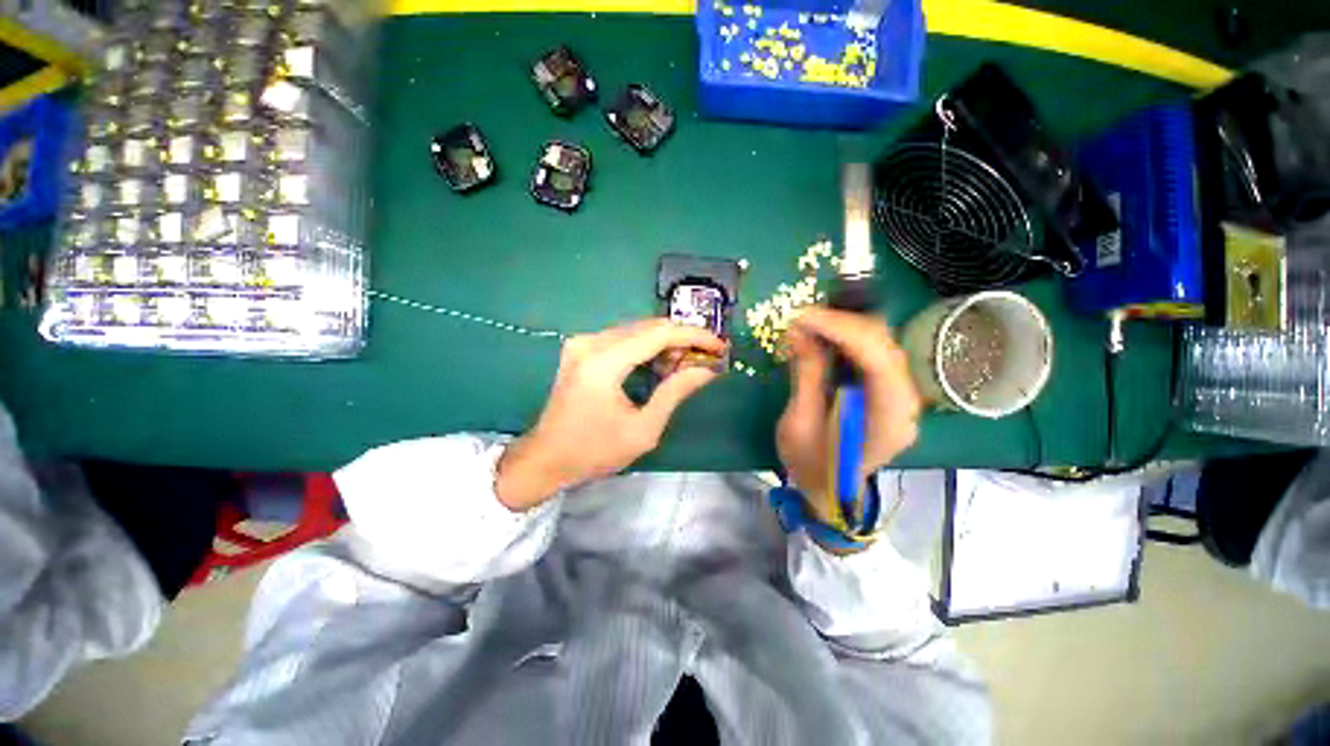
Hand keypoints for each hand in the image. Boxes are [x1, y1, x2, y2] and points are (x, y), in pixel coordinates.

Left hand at [495, 320, 725, 510]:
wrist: (546, 457)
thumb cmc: (594, 451)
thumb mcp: (643, 430)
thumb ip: (675, 393)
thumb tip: (706, 370)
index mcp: (603, 363)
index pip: (658, 334)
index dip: (693, 336)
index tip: (719, 345)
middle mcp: (590, 343)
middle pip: (648, 327)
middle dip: (682, 338)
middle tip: (706, 357)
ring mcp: (582, 342)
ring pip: (636, 329)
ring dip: (665, 342)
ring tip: (687, 363)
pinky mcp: (580, 347)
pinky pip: (622, 337)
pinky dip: (646, 346)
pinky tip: (661, 363)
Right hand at [776, 307, 921, 525]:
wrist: (828, 491)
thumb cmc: (812, 466)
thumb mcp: (800, 423)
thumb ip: (807, 375)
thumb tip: (799, 330)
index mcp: (888, 421)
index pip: (878, 362)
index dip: (843, 331)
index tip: (805, 316)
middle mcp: (906, 404)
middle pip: (885, 347)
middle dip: (842, 323)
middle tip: (802, 317)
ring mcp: (901, 396)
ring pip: (882, 345)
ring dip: (845, 327)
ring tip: (810, 323)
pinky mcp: (889, 391)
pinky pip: (873, 353)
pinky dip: (847, 339)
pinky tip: (824, 335)